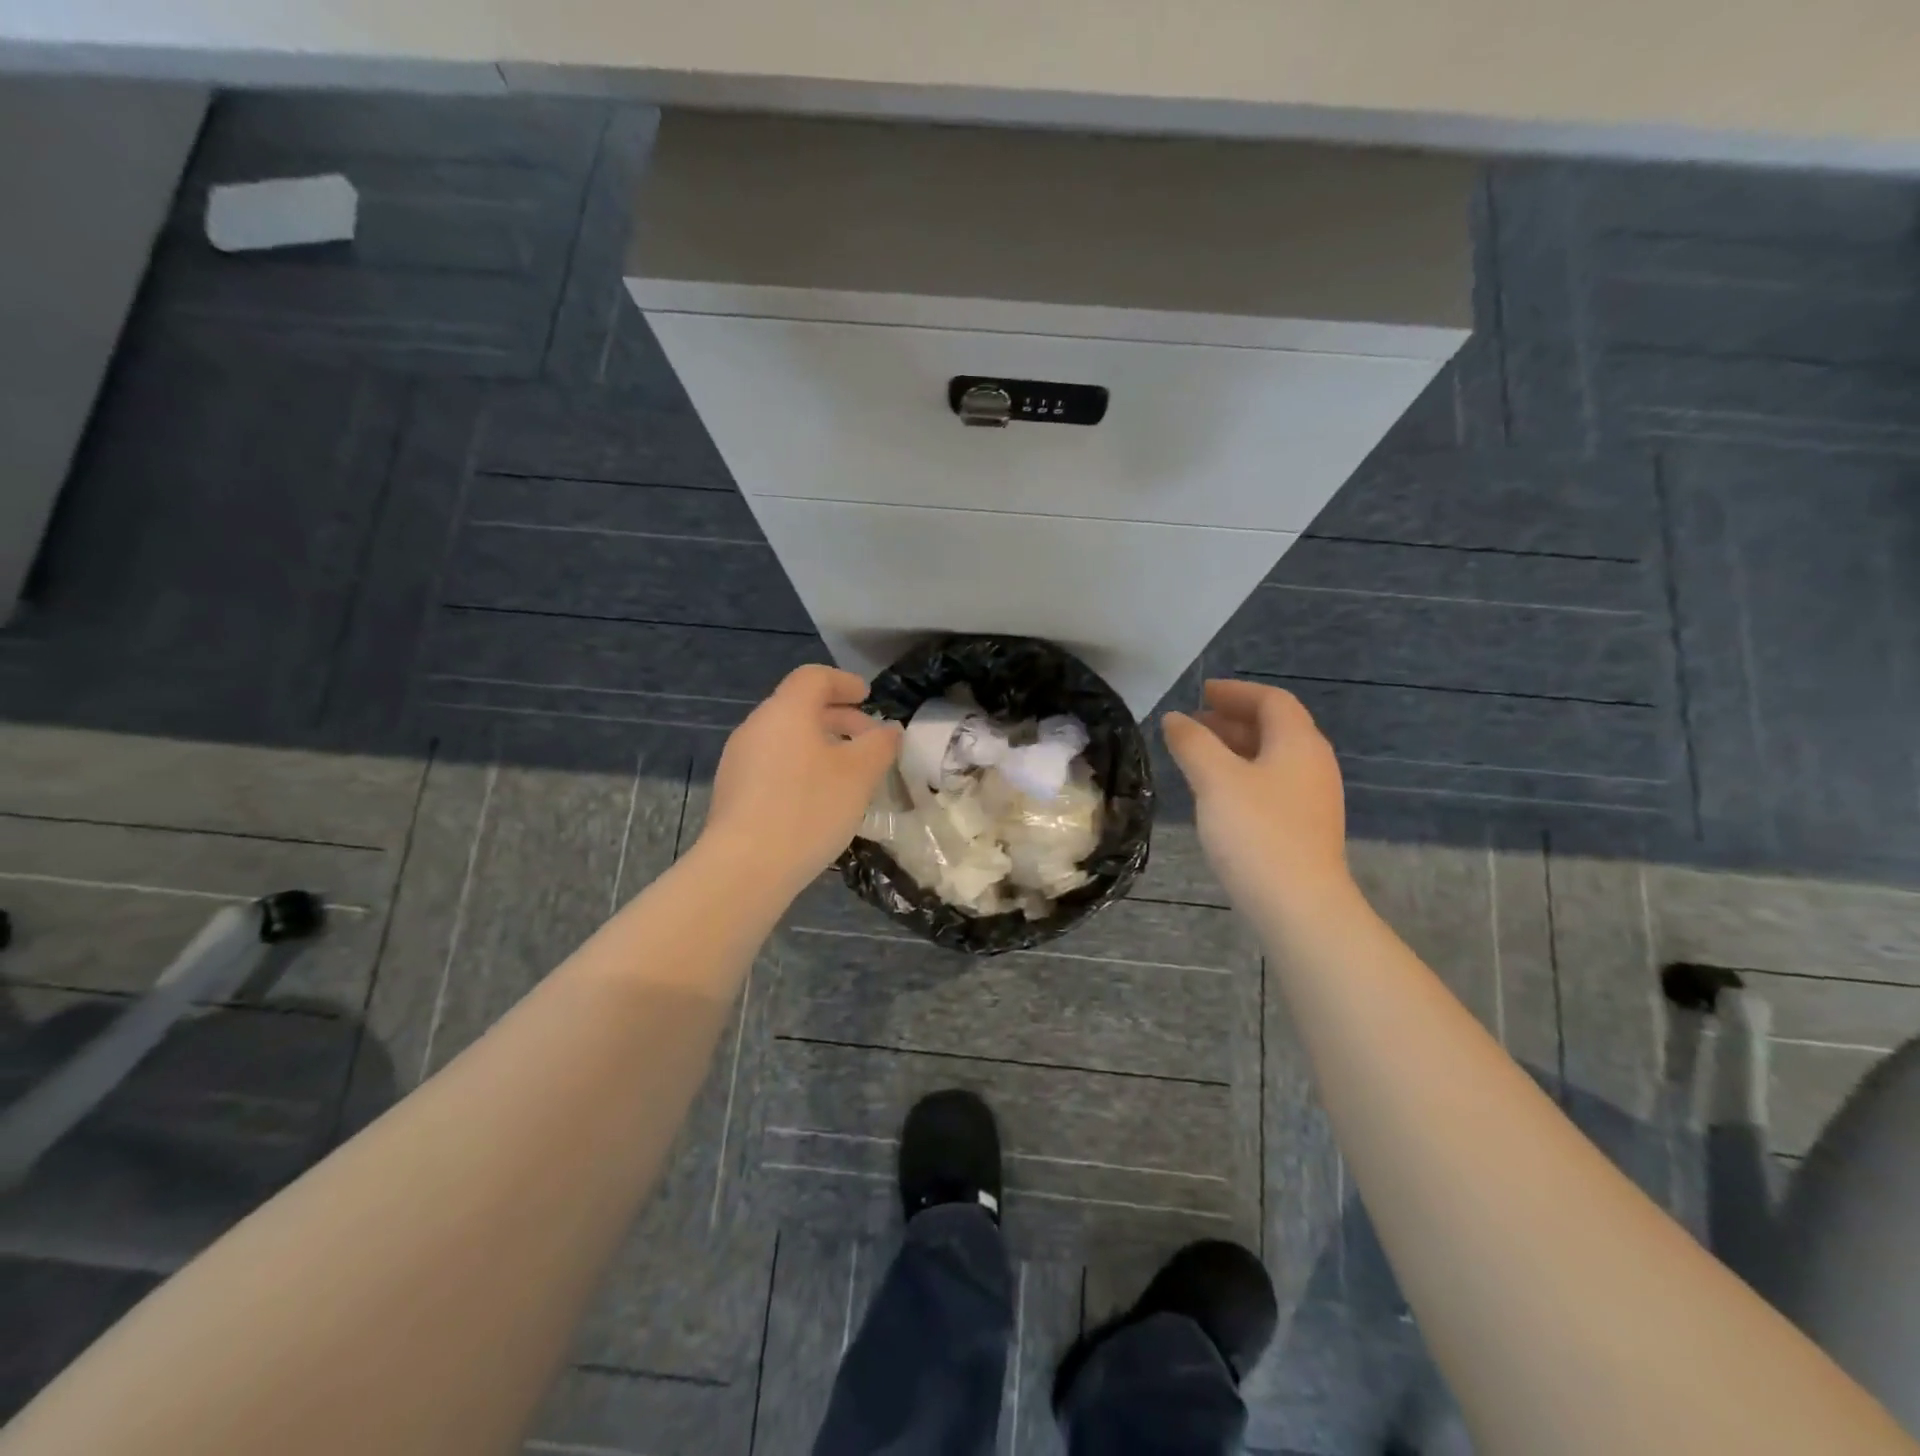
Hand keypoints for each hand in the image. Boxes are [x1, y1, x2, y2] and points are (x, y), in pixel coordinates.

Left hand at [699, 665, 902, 896]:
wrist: (745, 867)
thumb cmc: (808, 808)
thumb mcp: (859, 775)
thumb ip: (880, 745)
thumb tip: (890, 730)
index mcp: (786, 711)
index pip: (814, 677)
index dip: (844, 682)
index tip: (868, 697)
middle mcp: (756, 726)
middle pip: (798, 706)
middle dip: (837, 717)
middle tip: (867, 738)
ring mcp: (739, 759)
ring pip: (785, 737)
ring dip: (819, 744)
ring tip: (847, 772)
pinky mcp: (732, 791)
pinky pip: (772, 763)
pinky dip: (800, 766)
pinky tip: (818, 798)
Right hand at [1162, 680, 1350, 915]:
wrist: (1299, 906)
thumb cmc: (1256, 832)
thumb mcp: (1215, 780)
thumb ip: (1192, 743)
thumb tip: (1175, 718)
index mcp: (1298, 743)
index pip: (1271, 700)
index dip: (1235, 692)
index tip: (1201, 692)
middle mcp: (1313, 764)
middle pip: (1274, 727)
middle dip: (1233, 719)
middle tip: (1194, 723)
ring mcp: (1312, 798)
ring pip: (1272, 758)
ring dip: (1235, 748)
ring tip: (1198, 755)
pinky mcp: (1304, 827)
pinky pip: (1272, 784)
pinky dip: (1242, 775)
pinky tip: (1217, 794)